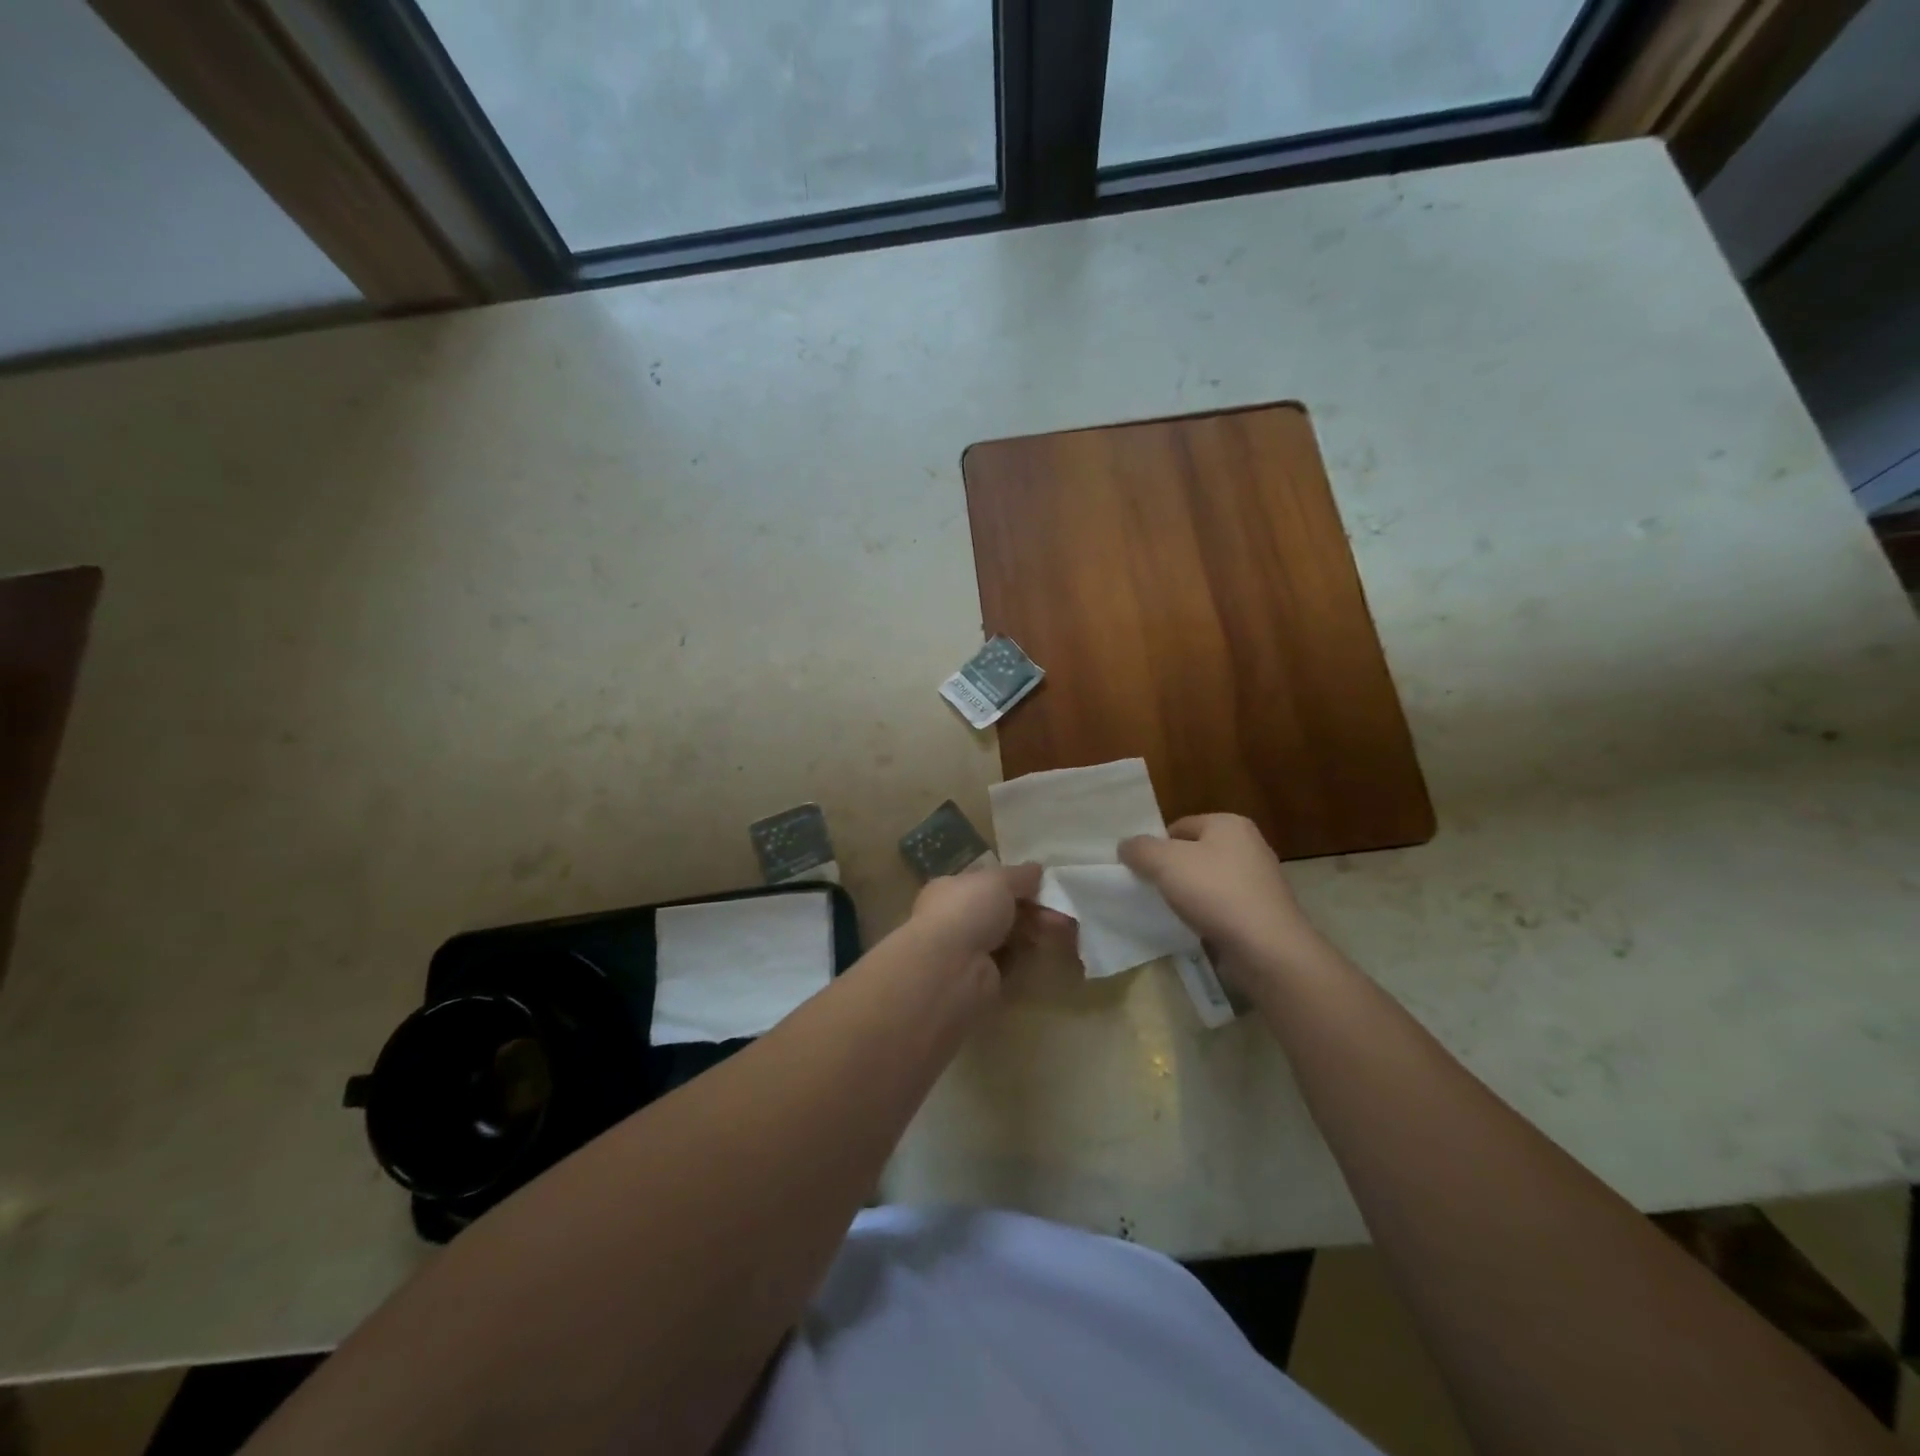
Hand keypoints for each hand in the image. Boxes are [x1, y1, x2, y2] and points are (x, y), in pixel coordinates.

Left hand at [909, 863, 1062, 965]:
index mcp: (952, 889)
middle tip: (1061, 909)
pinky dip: (1028, 957)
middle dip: (1033, 908)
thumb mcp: (997, 880)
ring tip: (1064, 927)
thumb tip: (1037, 869)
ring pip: (1009, 936)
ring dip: (1035, 930)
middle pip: (1002, 910)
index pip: (987, 883)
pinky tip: (1046, 949)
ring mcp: (969, 951)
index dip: (1016, 882)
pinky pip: (1012, 963)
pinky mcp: (983, 979)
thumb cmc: (967, 911)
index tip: (1044, 884)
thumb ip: (1020, 875)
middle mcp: (957, 919)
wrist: (949, 969)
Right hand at [1119, 814, 1322, 965]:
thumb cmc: (1215, 892)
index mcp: (1229, 824)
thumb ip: (1140, 849)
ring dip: (1189, 894)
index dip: (1155, 845)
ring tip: (1172, 911)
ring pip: (1209, 880)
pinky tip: (1196, 927)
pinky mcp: (1263, 911)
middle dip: (1172, 870)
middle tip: (1151, 890)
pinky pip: (1224, 905)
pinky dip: (1208, 913)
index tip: (1140, 870)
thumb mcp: (1165, 862)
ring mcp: (1260, 880)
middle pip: (1194, 852)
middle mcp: (1249, 845)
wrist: (1266, 948)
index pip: (1179, 826)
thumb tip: (1126, 846)